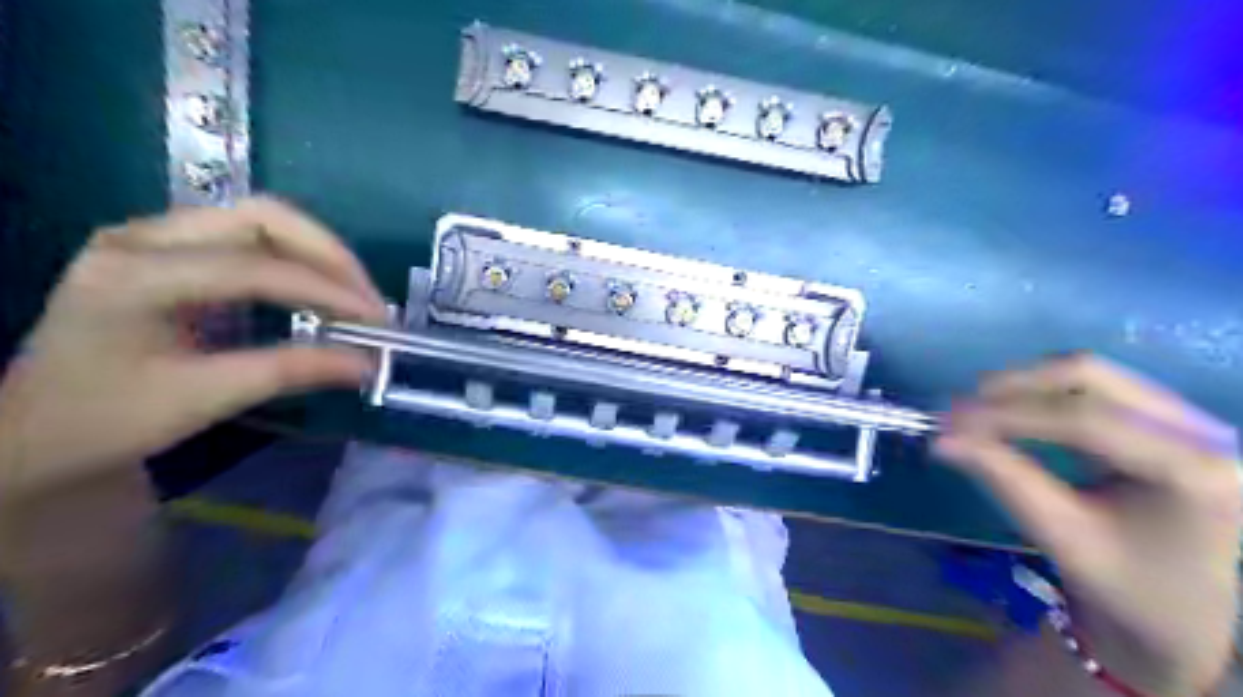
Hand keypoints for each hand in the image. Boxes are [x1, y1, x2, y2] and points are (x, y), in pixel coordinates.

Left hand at [0, 200, 386, 498]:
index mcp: (132, 275)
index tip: (376, 321)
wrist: (33, 431)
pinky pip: (251, 237)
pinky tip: (317, 292)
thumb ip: (291, 371)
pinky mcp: (170, 248)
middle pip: (263, 217)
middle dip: (330, 256)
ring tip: (354, 296)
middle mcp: (141, 237)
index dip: (325, 290)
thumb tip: (369, 364)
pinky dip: (298, 260)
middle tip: (369, 300)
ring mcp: (153, 236)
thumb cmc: (106, 421)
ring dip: (318, 253)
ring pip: (261, 219)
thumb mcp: (204, 398)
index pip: (254, 267)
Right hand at [938, 357, 1237, 693]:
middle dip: (1016, 386)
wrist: (1184, 612)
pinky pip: (1094, 388)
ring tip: (977, 409)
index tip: (950, 421)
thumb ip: (1004, 478)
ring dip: (1025, 385)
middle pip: (1090, 376)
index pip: (1086, 418)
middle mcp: (1201, 431)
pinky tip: (1011, 412)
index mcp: (1194, 469)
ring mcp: (1186, 420)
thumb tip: (942, 440)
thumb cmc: (1127, 586)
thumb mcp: (1063, 536)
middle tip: (961, 408)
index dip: (1010, 414)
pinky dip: (1043, 394)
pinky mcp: (1164, 420)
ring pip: (1089, 374)